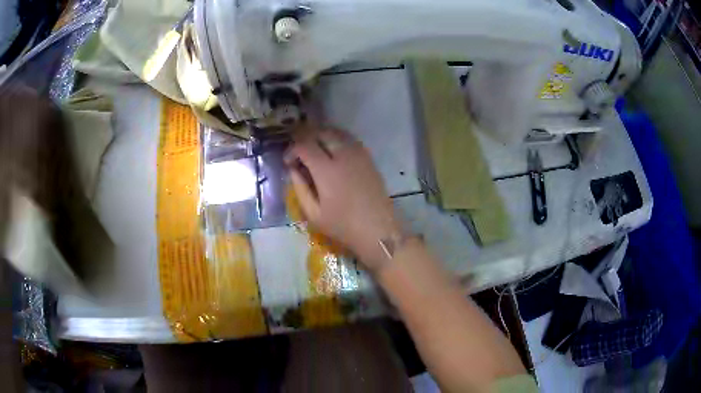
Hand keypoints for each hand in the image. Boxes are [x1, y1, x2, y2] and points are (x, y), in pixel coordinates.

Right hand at [285, 127, 401, 271]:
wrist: (378, 230)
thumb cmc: (343, 226)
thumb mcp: (313, 214)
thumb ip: (300, 188)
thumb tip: (292, 169)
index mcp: (326, 170)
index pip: (304, 145)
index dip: (292, 150)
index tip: (288, 162)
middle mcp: (343, 155)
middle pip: (320, 133)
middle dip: (305, 138)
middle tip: (299, 153)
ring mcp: (358, 154)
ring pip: (336, 132)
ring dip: (321, 136)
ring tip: (314, 150)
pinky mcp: (368, 158)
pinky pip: (349, 139)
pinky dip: (336, 139)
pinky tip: (332, 152)